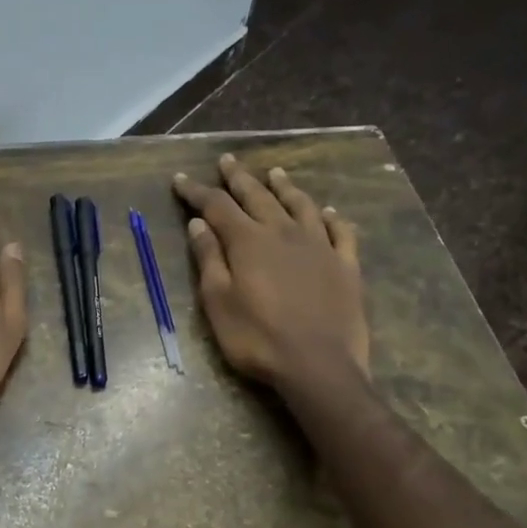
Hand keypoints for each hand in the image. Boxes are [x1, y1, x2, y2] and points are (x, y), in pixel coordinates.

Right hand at [173, 153, 367, 387]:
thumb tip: (199, 224)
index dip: (196, 191)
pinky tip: (327, 212)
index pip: (216, 206)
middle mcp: (284, 233)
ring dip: (285, 187)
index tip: (181, 180)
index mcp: (248, 241)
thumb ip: (209, 259)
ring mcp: (319, 246)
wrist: (319, 367)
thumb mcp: (218, 302)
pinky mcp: (346, 265)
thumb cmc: (258, 339)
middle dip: (238, 177)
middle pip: (258, 196)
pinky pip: (340, 232)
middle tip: (228, 160)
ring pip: (300, 205)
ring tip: (275, 173)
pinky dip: (331, 218)